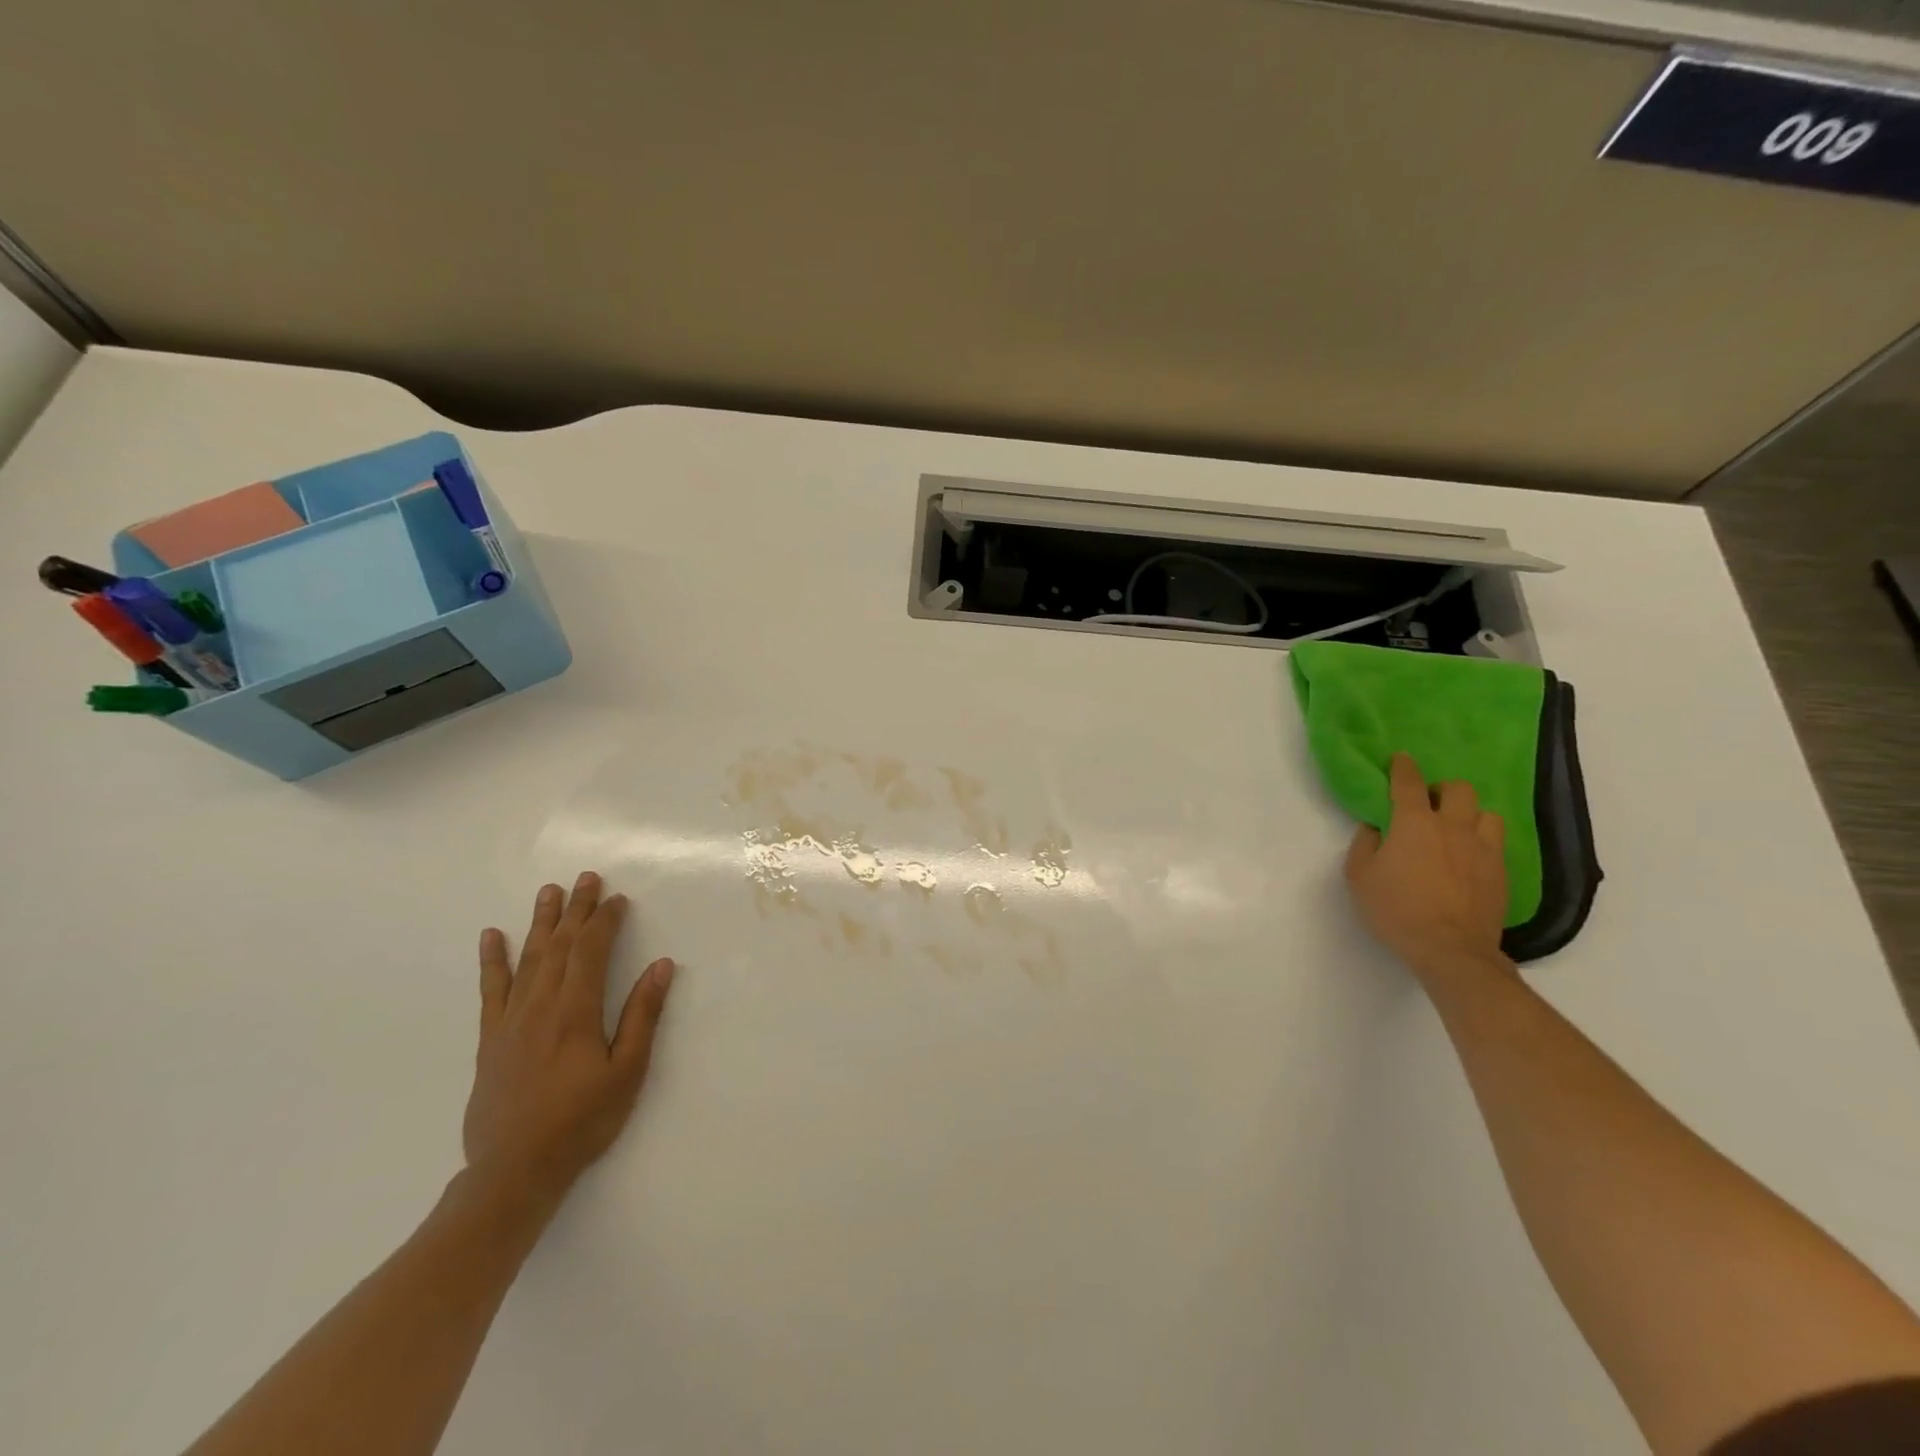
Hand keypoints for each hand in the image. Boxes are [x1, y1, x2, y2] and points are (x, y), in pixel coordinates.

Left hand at [463, 871, 675, 1205]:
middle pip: (559, 945)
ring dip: (540, 922)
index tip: (617, 899)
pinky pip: (490, 990)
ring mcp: (510, 1021)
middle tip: (587, 878)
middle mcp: (540, 1005)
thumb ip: (643, 1015)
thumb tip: (661, 965)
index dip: (604, 921)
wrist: (513, 1171)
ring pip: (527, 958)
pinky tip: (491, 937)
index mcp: (575, 1011)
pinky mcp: (490, 1039)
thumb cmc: (582, 1121)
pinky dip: (492, 960)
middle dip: (575, 909)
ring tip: (548, 891)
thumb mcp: (627, 1071)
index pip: (590, 951)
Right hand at [1344, 753, 1513, 990]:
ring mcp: (1483, 849)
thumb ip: (1364, 846)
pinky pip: (1496, 843)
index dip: (1403, 767)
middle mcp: (1453, 827)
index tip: (1400, 759)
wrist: (1450, 949)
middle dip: (1442, 790)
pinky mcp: (1501, 872)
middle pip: (1458, 789)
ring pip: (1486, 813)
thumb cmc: (1396, 910)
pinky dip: (1482, 842)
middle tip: (1429, 804)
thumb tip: (1375, 829)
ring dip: (1469, 815)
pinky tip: (1470, 857)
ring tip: (1457, 830)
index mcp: (1415, 823)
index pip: (1409, 783)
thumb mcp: (1359, 877)